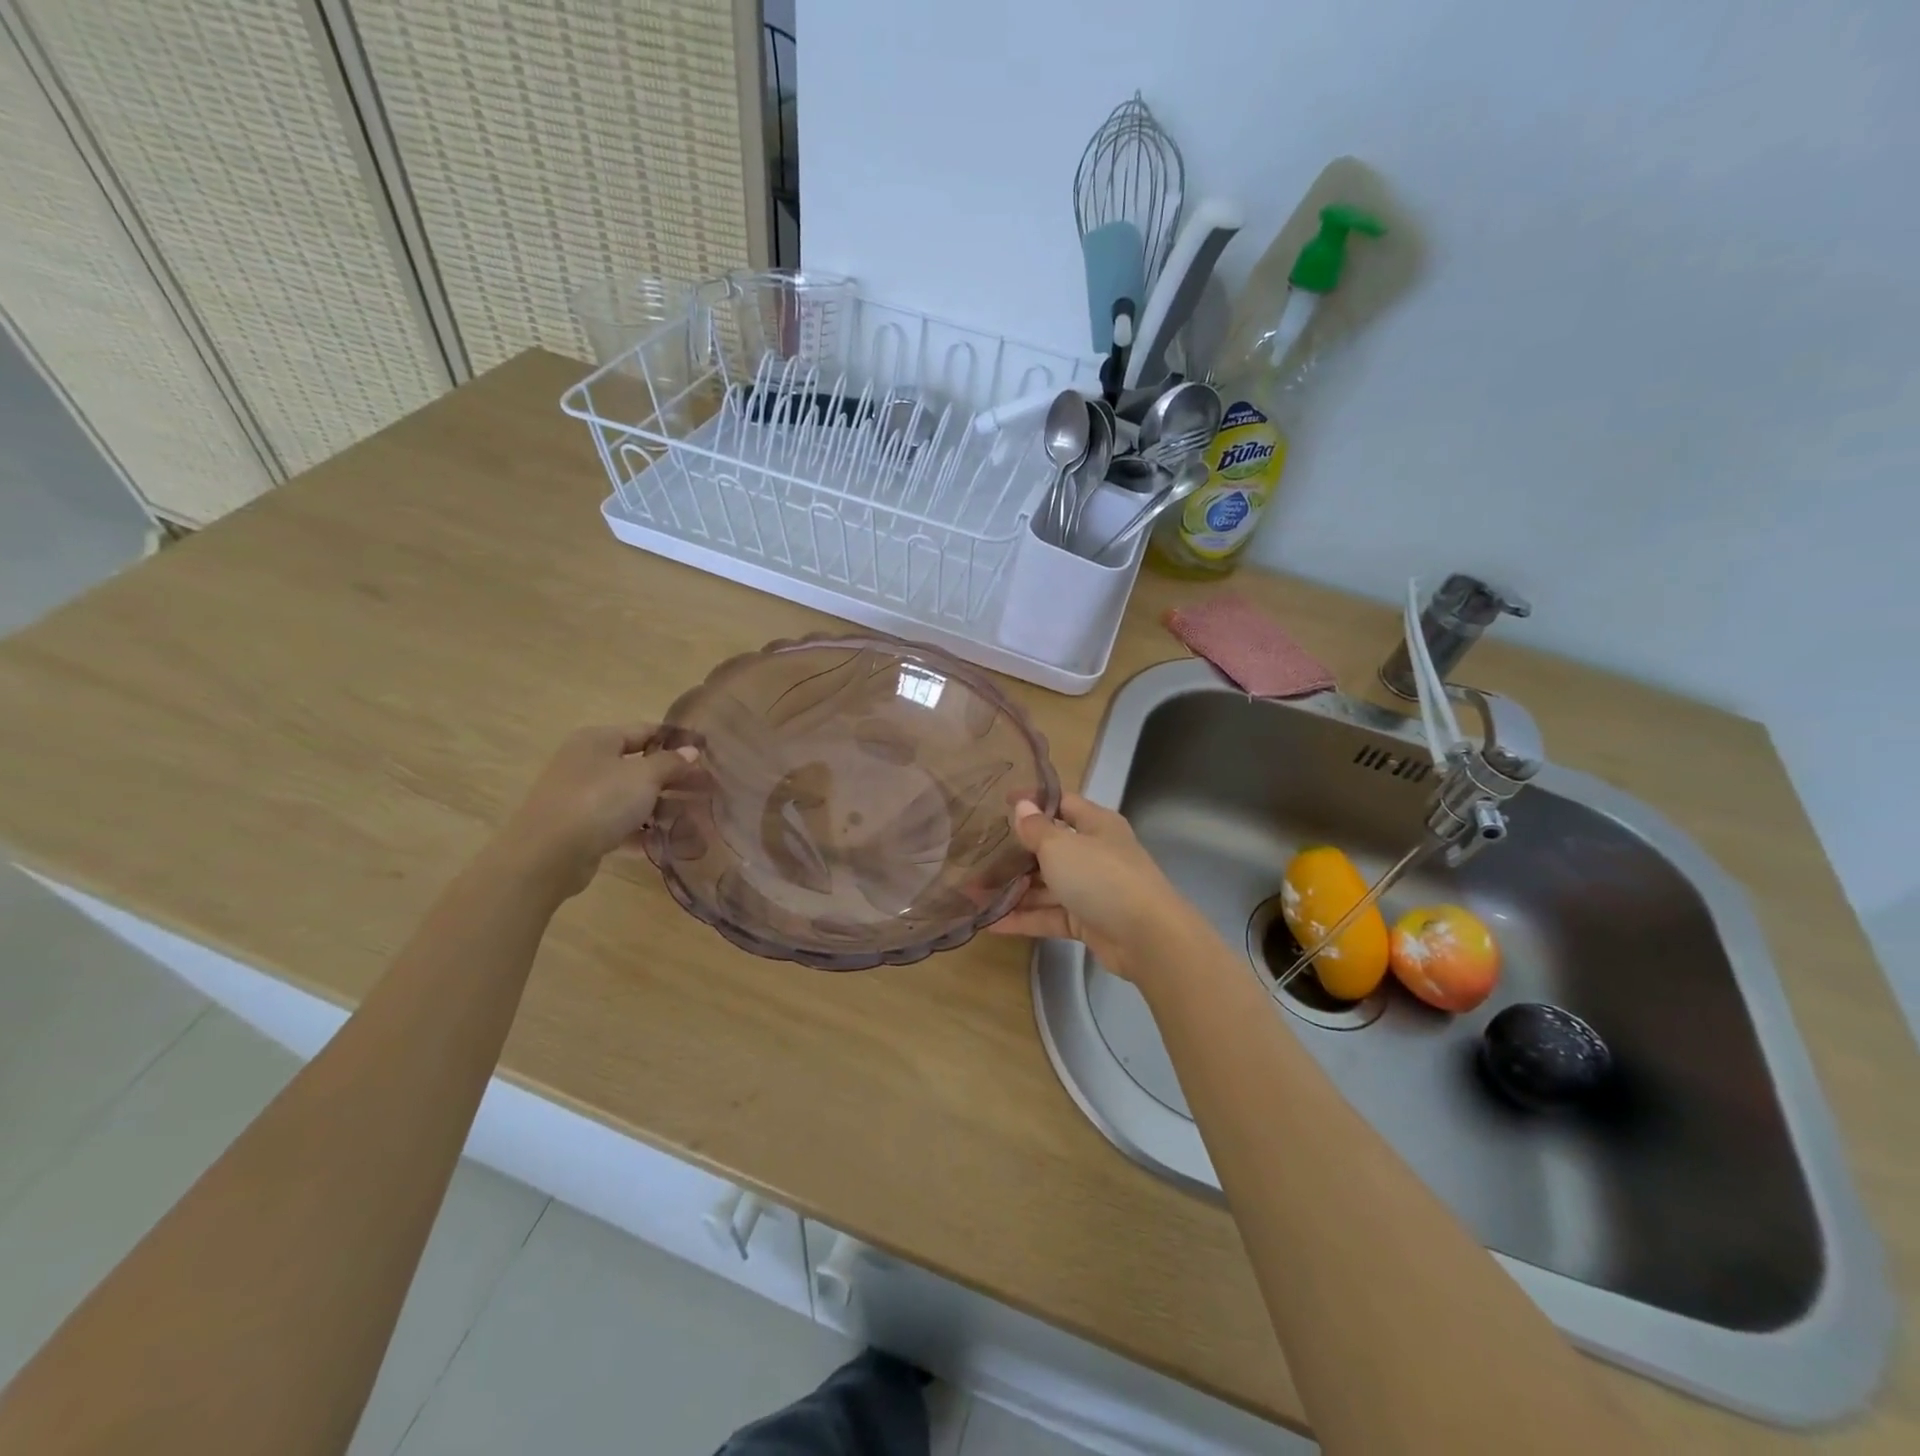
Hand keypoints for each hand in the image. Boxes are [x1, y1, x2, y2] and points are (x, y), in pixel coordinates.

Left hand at [491, 726, 699, 899]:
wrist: (548, 855)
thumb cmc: (599, 801)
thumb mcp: (644, 776)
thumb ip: (671, 763)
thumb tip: (691, 752)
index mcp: (598, 740)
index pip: (646, 731)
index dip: (677, 741)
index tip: (707, 754)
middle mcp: (586, 763)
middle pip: (639, 766)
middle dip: (673, 779)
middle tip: (706, 789)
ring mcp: (581, 797)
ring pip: (630, 797)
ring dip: (660, 808)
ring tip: (692, 819)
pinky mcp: (581, 829)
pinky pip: (619, 825)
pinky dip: (641, 832)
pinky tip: (666, 842)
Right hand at [988, 793, 1203, 983]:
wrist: (1147, 937)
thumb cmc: (1102, 877)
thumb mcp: (1061, 846)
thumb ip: (1036, 829)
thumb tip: (1022, 806)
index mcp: (1096, 825)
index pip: (1062, 804)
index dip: (1032, 801)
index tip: (999, 802)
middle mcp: (1095, 853)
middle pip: (1050, 847)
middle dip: (1014, 853)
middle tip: (977, 855)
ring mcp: (1092, 889)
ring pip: (1046, 885)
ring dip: (1013, 889)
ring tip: (973, 893)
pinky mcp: (1087, 922)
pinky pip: (1050, 915)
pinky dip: (1024, 918)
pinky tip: (991, 922)